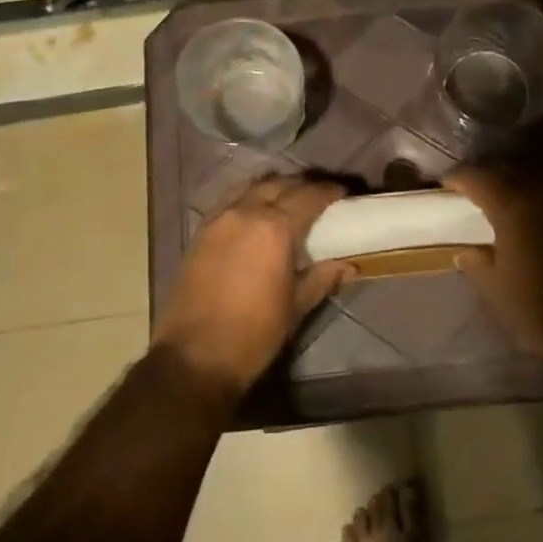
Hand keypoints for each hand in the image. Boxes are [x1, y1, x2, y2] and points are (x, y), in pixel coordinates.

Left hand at [153, 176, 353, 398]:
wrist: (194, 357)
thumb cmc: (253, 334)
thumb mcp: (296, 307)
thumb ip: (322, 278)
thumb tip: (349, 265)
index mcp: (274, 228)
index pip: (308, 196)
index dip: (328, 191)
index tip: (343, 192)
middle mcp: (245, 212)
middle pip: (278, 184)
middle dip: (302, 185)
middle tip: (319, 196)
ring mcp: (218, 219)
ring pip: (250, 187)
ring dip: (273, 187)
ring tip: (287, 199)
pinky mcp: (200, 232)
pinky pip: (229, 200)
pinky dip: (247, 197)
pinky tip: (255, 212)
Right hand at [441, 167, 542, 375]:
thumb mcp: (498, 290)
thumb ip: (478, 264)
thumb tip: (465, 253)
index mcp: (512, 205)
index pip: (477, 177)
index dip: (458, 179)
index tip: (447, 184)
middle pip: (510, 170)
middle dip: (492, 178)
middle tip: (479, 191)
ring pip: (541, 177)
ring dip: (523, 184)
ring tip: (513, 199)